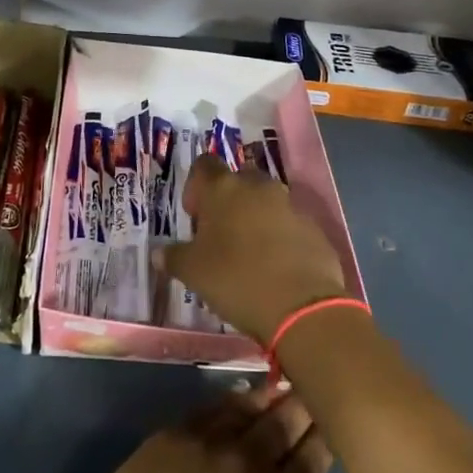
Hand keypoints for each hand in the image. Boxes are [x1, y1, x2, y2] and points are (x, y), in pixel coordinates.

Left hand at [73, 387, 360, 472]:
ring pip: (250, 406)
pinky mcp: (175, 432)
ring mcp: (209, 441)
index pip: (314, 457)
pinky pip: (212, 406)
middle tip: (313, 392)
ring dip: (271, 397)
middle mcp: (250, 461)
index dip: (326, 436)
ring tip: (282, 386)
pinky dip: (233, 398)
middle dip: (303, 406)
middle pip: (285, 421)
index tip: (334, 424)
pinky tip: (240, 396)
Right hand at [159, 157, 351, 341]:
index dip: (196, 187)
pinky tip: (276, 268)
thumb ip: (173, 257)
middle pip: (238, 181)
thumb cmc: (236, 279)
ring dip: (255, 219)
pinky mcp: (314, 228)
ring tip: (249, 254)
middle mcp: (257, 187)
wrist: (302, 306)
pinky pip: (290, 224)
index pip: (204, 165)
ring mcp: (290, 205)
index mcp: (223, 188)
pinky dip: (280, 237)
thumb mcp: (192, 273)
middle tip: (220, 235)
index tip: (195, 216)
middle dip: (228, 201)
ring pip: (266, 202)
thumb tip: (159, 254)